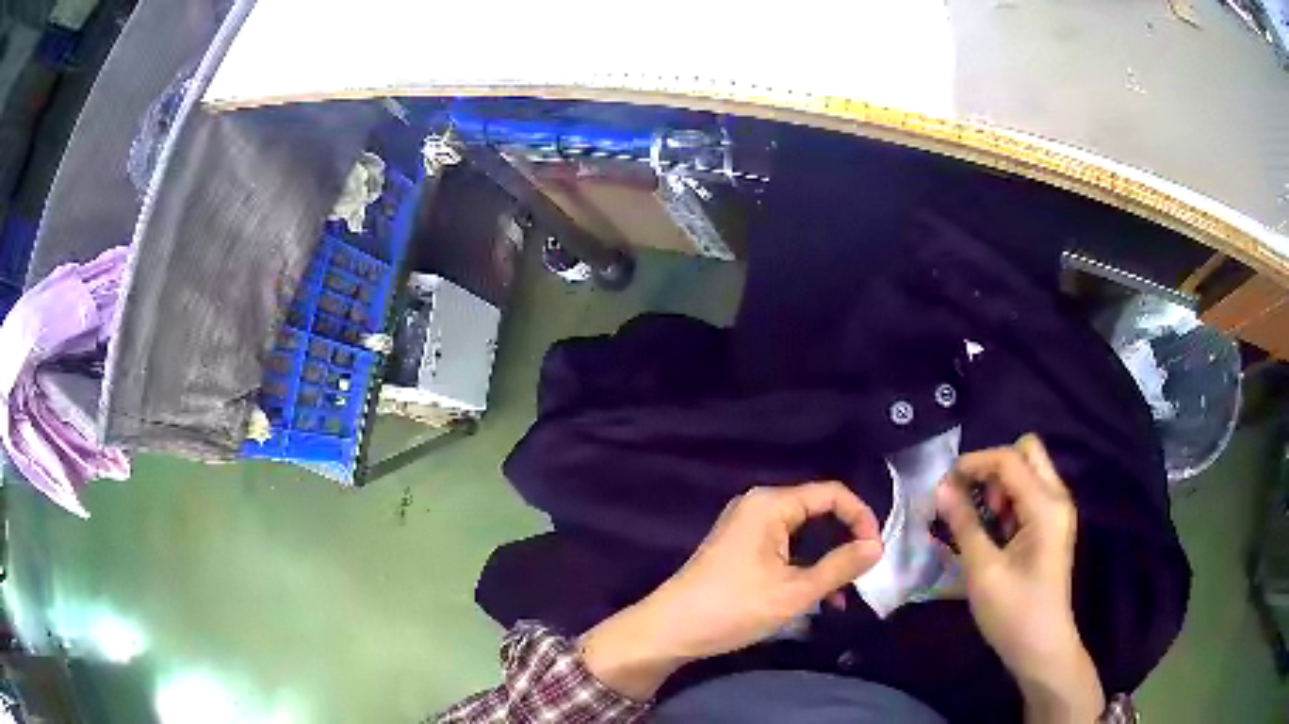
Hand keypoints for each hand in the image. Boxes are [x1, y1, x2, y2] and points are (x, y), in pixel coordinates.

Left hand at [580, 482, 883, 699]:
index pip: (833, 493)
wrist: (669, 630)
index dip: (862, 518)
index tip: (876, 552)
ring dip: (826, 560)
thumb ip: (840, 566)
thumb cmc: (733, 608)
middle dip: (845, 541)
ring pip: (803, 534)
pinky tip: (818, 597)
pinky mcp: (740, 548)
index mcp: (771, 504)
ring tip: (842, 594)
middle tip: (863, 573)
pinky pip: (785, 547)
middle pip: (818, 511)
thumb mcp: (795, 591)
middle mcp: (759, 506)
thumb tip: (876, 547)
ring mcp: (746, 527)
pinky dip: (804, 567)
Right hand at [935, 435, 1104, 723]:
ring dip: (1001, 485)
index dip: (974, 463)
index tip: (943, 483)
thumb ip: (964, 524)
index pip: (1009, 460)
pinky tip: (994, 532)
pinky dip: (1009, 501)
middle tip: (972, 499)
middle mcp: (1057, 498)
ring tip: (981, 522)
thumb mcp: (983, 571)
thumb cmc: (1013, 612)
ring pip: (1028, 471)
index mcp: (1045, 506)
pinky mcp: (1052, 526)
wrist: (1042, 648)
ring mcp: (1057, 511)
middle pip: (1027, 452)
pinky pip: (1030, 493)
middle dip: (994, 467)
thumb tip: (941, 488)